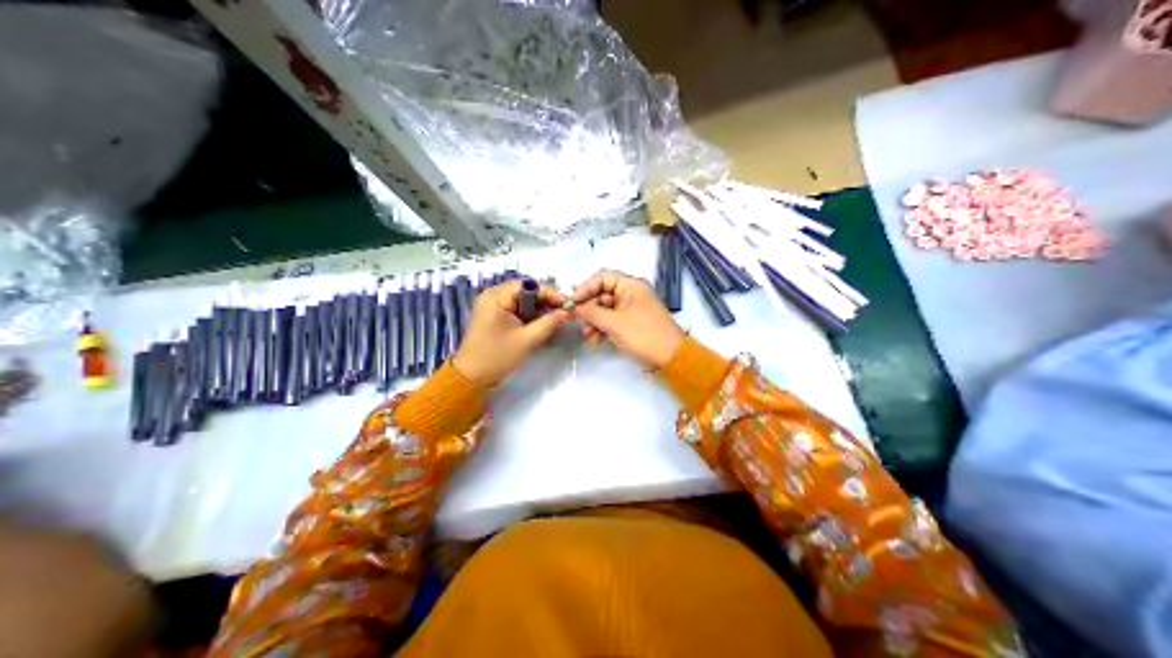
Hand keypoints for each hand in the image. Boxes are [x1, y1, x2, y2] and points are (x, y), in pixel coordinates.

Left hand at [451, 277, 569, 385]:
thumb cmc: (497, 356)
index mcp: (496, 297)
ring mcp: (492, 306)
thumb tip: (567, 312)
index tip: (567, 304)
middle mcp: (492, 296)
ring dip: (539, 309)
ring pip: (522, 300)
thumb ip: (548, 323)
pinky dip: (529, 315)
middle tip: (564, 313)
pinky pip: (516, 309)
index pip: (528, 285)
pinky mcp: (494, 316)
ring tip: (556, 320)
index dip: (550, 293)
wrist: (472, 376)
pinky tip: (542, 324)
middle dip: (546, 301)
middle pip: (526, 291)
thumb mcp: (526, 340)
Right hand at [570, 267, 682, 369]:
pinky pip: (612, 322)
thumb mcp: (614, 323)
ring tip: (587, 335)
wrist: (671, 358)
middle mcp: (631, 294)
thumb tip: (574, 308)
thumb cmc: (643, 335)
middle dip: (588, 308)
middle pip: (602, 294)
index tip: (572, 303)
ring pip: (605, 310)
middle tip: (576, 322)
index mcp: (631, 286)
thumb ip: (592, 313)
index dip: (585, 288)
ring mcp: (631, 310)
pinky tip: (595, 341)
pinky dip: (602, 329)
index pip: (602, 278)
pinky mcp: (631, 325)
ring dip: (593, 321)